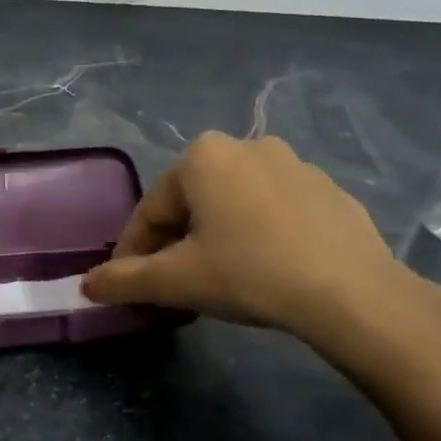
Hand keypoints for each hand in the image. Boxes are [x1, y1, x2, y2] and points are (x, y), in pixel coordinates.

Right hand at [82, 132, 419, 349]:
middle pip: (190, 203)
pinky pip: (273, 211)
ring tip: (218, 278)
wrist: (353, 293)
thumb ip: (123, 280)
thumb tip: (86, 285)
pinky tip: (264, 269)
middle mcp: (246, 146)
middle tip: (173, 283)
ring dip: (214, 237)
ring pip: (232, 205)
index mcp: (202, 157)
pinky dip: (257, 235)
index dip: (133, 251)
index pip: (150, 210)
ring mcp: (294, 165)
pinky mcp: (328, 190)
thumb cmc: (250, 273)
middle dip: (174, 242)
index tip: (128, 284)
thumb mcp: (176, 281)